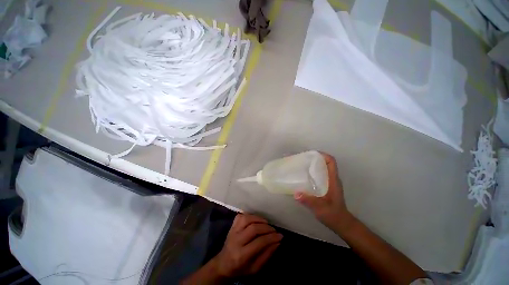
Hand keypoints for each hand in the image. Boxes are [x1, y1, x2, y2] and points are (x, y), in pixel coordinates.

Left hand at [212, 213, 281, 277]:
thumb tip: (278, 241)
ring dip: (259, 219)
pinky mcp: (232, 226)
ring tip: (266, 223)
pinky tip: (256, 219)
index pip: (259, 242)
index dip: (271, 238)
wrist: (223, 264)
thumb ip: (267, 255)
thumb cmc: (240, 269)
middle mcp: (236, 241)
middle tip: (274, 230)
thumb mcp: (255, 269)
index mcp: (242, 255)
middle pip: (253, 229)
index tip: (280, 236)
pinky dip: (250, 215)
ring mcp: (233, 231)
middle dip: (266, 228)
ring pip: (247, 219)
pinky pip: (241, 216)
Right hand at [294, 153, 354, 233]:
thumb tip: (296, 193)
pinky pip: (318, 175)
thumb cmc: (333, 215)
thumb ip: (309, 201)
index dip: (322, 155)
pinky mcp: (325, 187)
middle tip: (301, 159)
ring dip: (312, 165)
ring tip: (300, 165)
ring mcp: (329, 183)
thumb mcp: (321, 209)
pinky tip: (302, 176)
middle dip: (314, 159)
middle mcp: (331, 179)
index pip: (331, 162)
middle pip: (324, 163)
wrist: (341, 223)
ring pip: (321, 168)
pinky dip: (311, 172)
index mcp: (333, 180)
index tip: (310, 154)